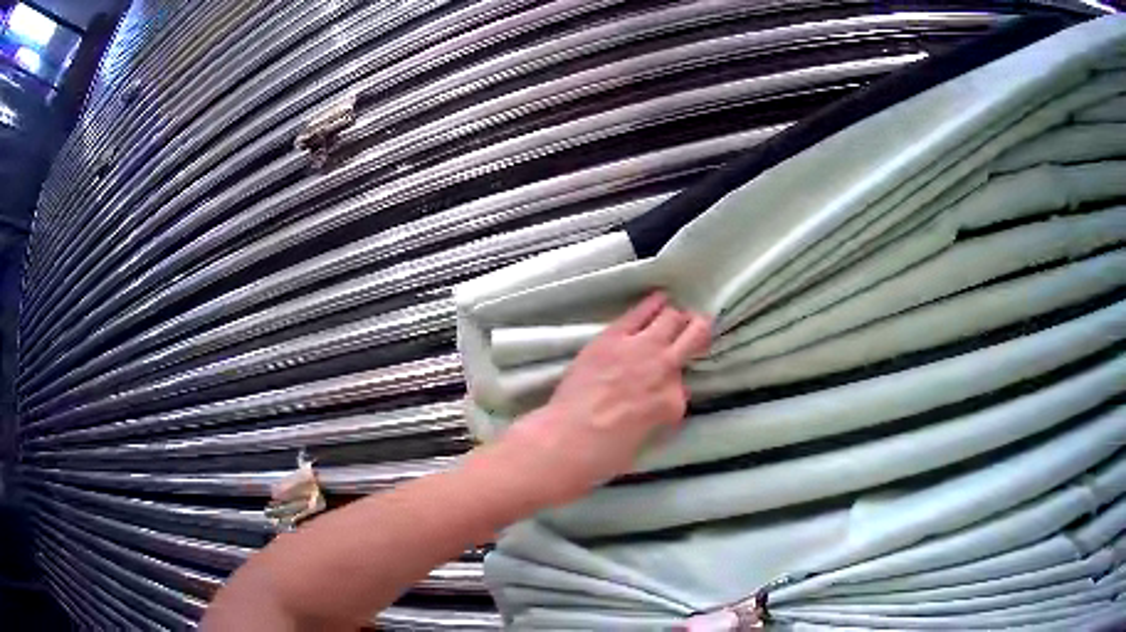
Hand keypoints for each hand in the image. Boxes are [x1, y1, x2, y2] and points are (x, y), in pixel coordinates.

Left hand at [498, 292, 710, 506]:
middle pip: (694, 337)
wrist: (571, 438)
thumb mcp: (645, 440)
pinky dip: (653, 303)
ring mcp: (642, 349)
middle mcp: (666, 370)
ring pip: (672, 318)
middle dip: (697, 333)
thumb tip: (656, 403)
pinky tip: (660, 297)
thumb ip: (656, 415)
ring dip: (676, 317)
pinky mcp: (615, 336)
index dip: (674, 385)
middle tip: (695, 331)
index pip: (683, 386)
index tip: (665, 386)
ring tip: (675, 315)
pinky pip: (641, 311)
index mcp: (673, 403)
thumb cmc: (605, 453)